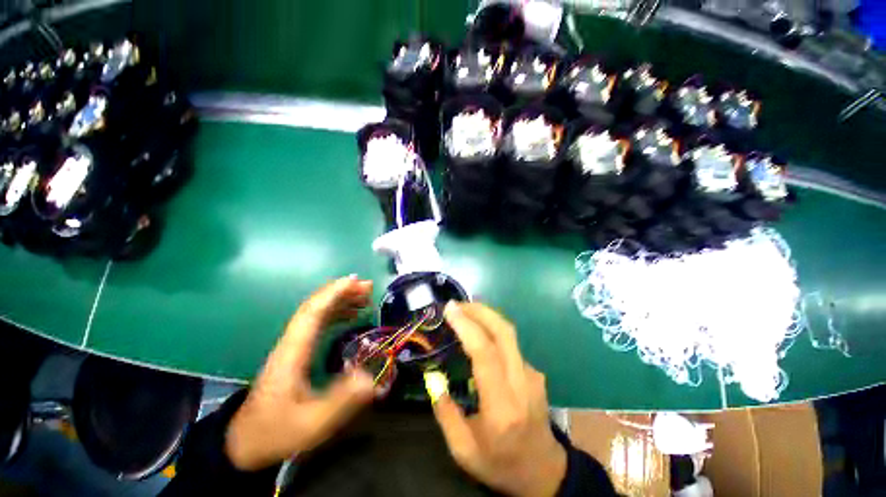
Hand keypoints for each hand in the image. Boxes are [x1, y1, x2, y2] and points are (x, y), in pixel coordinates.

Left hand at [225, 275, 375, 470]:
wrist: (244, 444)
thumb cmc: (277, 432)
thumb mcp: (311, 424)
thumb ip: (341, 402)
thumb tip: (370, 377)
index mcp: (292, 352)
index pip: (312, 313)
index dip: (333, 294)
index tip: (355, 281)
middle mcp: (292, 342)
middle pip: (315, 307)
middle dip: (341, 292)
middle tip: (368, 286)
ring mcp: (293, 346)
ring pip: (316, 313)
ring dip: (340, 300)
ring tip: (365, 297)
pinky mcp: (296, 352)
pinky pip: (317, 324)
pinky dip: (335, 314)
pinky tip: (351, 316)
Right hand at [431, 302, 566, 496]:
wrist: (544, 473)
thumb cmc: (501, 464)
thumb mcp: (463, 450)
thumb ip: (445, 412)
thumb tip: (434, 377)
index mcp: (502, 406)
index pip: (486, 354)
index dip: (467, 326)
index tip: (450, 309)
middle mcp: (522, 383)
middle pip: (504, 332)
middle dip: (480, 310)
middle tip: (457, 304)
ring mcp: (532, 375)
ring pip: (509, 333)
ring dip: (486, 316)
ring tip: (464, 311)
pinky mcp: (535, 371)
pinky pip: (511, 343)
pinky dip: (493, 330)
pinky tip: (479, 332)